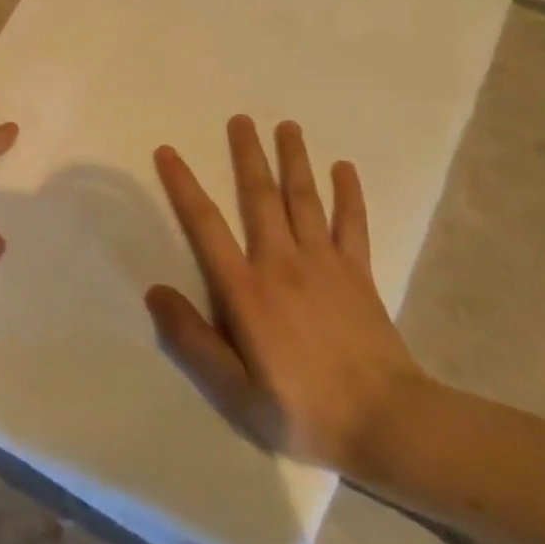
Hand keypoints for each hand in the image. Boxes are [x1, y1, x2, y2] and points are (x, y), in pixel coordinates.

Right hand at [145, 116, 428, 473]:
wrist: (389, 424)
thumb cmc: (302, 409)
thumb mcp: (233, 391)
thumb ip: (192, 340)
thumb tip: (154, 291)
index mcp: (245, 290)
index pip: (205, 226)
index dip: (183, 186)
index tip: (169, 152)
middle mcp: (282, 264)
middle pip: (259, 197)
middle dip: (247, 155)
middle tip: (239, 119)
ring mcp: (326, 265)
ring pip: (304, 200)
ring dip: (294, 160)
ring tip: (286, 126)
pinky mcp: (360, 275)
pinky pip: (353, 224)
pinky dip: (348, 194)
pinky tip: (345, 168)